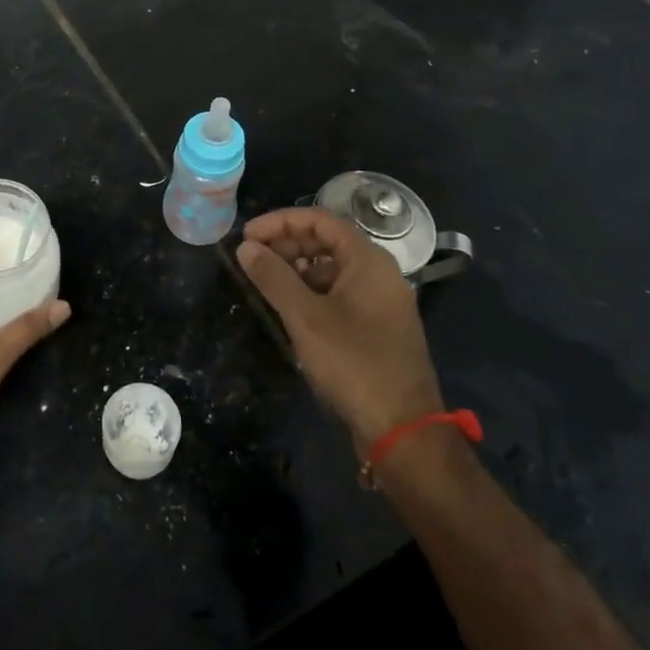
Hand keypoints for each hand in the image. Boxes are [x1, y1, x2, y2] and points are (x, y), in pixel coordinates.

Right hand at [236, 207, 443, 447]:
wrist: (402, 429)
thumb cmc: (353, 362)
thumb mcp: (305, 316)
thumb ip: (274, 277)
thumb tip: (246, 247)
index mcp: (368, 260)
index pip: (319, 220)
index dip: (279, 222)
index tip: (247, 236)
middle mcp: (379, 272)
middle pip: (327, 241)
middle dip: (287, 244)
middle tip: (252, 258)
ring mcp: (382, 301)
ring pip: (333, 269)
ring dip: (297, 269)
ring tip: (266, 283)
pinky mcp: (379, 327)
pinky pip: (341, 293)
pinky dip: (313, 292)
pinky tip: (290, 309)